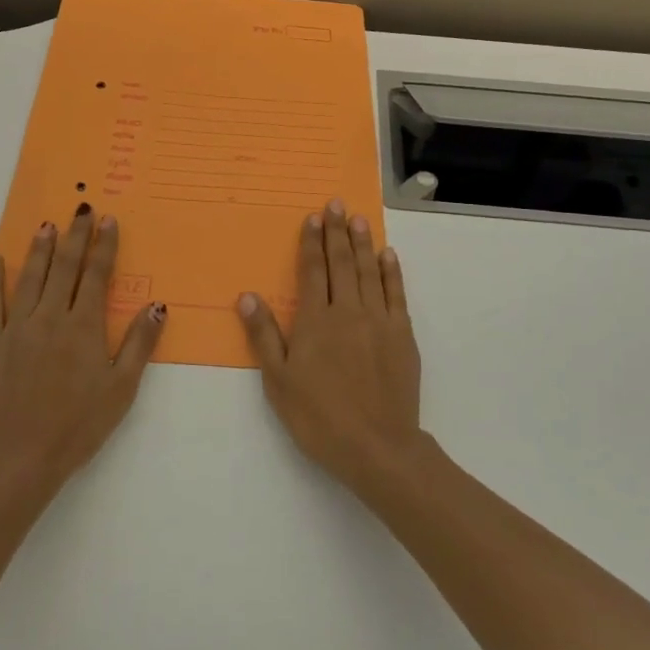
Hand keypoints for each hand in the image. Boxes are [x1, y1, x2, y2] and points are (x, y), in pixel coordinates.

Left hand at [0, 205, 165, 499]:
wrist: (21, 457)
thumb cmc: (79, 425)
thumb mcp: (121, 388)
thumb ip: (139, 344)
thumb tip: (157, 305)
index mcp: (83, 327)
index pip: (96, 275)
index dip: (104, 246)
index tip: (108, 220)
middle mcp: (49, 318)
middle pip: (64, 267)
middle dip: (75, 235)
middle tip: (81, 209)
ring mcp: (16, 328)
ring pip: (29, 277)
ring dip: (39, 248)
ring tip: (46, 224)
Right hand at [238, 199, 422, 491]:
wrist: (377, 446)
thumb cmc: (319, 417)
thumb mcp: (279, 381)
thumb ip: (265, 335)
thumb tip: (247, 296)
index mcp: (316, 320)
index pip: (313, 271)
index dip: (312, 242)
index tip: (314, 217)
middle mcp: (348, 311)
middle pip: (342, 263)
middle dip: (338, 231)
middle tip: (337, 203)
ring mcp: (379, 321)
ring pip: (370, 272)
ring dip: (364, 243)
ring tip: (359, 219)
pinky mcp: (402, 335)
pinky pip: (396, 294)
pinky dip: (392, 272)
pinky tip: (388, 256)